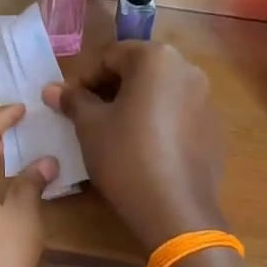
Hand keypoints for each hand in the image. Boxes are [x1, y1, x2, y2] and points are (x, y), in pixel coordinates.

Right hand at [43, 43, 225, 253]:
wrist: (175, 209)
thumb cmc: (125, 157)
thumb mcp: (90, 126)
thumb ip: (73, 100)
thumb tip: (52, 89)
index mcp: (156, 58)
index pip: (110, 56)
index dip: (85, 79)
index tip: (70, 104)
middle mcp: (188, 69)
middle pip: (139, 70)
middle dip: (111, 89)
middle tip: (90, 117)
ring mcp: (206, 99)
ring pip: (160, 92)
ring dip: (135, 104)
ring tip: (115, 134)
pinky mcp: (214, 128)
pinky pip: (179, 114)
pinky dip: (159, 122)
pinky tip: (145, 151)